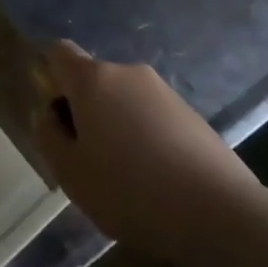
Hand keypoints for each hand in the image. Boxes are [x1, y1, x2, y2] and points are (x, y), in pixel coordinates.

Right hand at [34, 41, 266, 264]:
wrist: (219, 214)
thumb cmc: (129, 190)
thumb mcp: (70, 172)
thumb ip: (49, 135)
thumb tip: (49, 114)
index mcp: (93, 79)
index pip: (59, 52)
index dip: (50, 78)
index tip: (57, 118)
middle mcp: (128, 73)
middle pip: (93, 80)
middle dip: (85, 110)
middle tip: (88, 159)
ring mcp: (164, 92)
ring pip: (125, 101)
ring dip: (117, 127)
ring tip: (126, 177)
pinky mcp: (192, 115)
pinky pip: (153, 118)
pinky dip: (147, 139)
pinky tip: (157, 181)